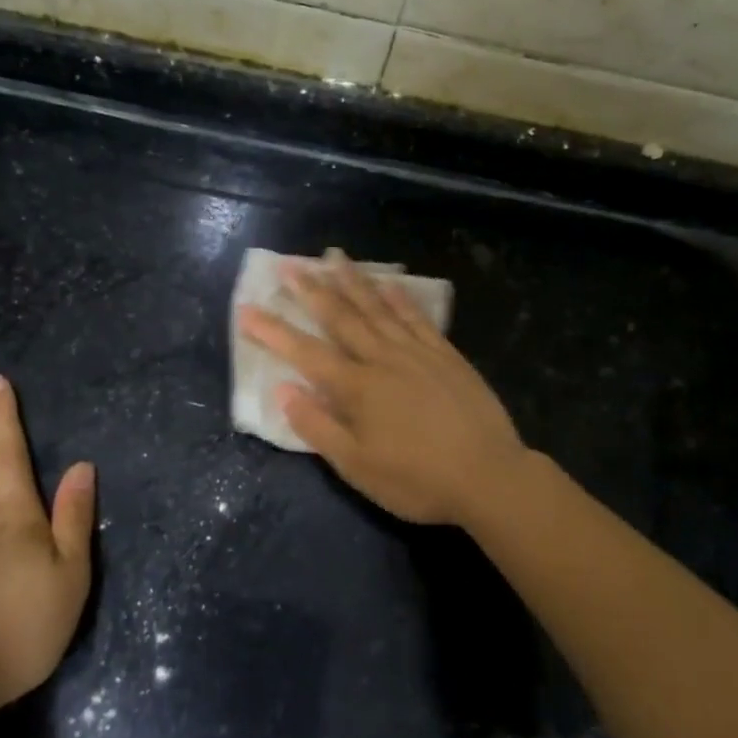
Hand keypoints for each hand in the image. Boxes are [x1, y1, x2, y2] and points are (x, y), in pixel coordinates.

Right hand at [238, 253, 527, 525]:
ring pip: (377, 308)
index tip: (247, 309)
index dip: (273, 332)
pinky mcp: (446, 355)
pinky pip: (417, 317)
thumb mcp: (358, 467)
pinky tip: (389, 282)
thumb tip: (284, 390)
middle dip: (311, 290)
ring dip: (353, 282)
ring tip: (334, 257)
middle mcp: (382, 359)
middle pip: (341, 317)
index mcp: (356, 388)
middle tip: (290, 264)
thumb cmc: (417, 480)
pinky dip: (399, 297)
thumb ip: (318, 427)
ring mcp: (417, 352)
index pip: (305, 353)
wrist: (489, 476)